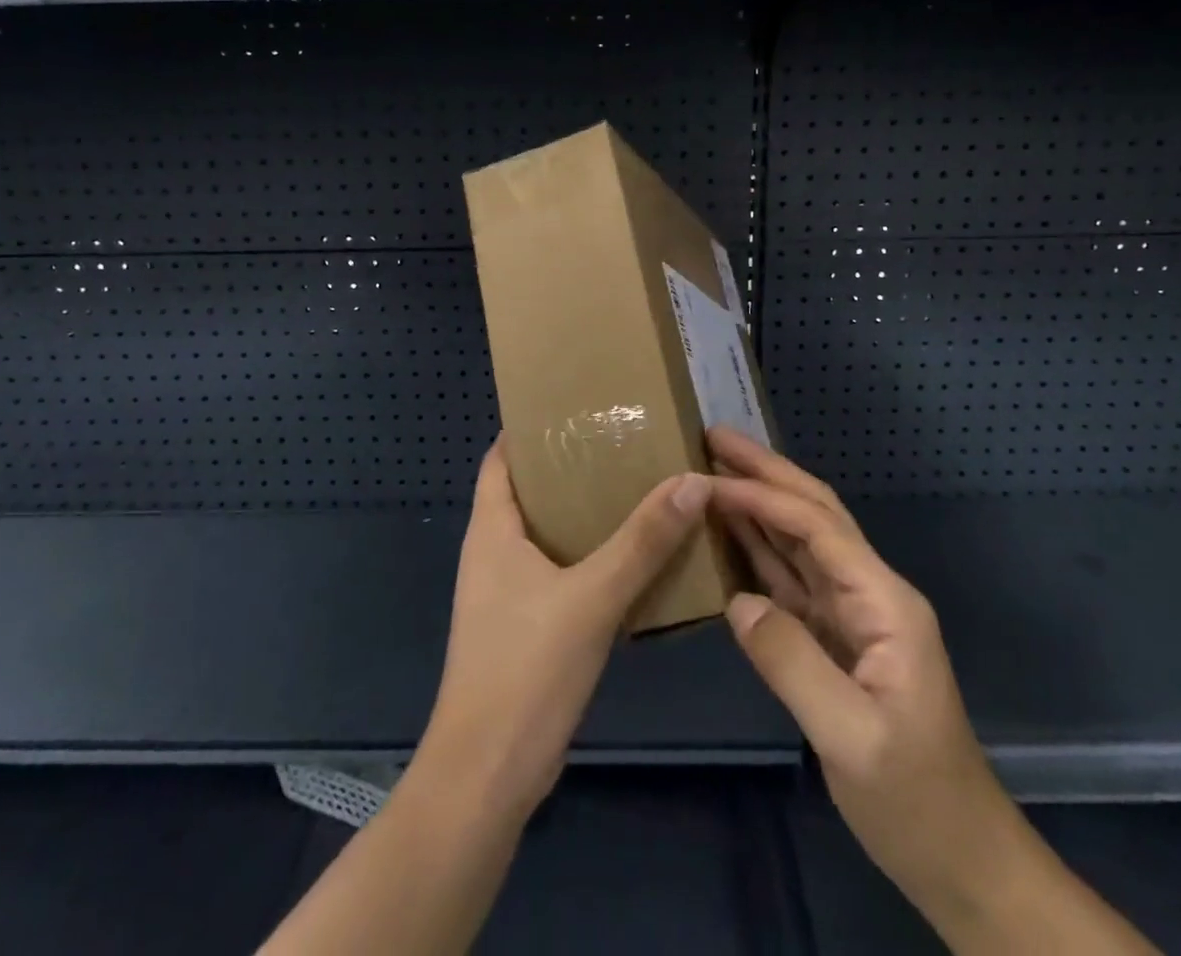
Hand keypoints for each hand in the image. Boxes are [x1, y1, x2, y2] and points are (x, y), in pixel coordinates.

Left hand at [420, 437, 710, 822]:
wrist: (488, 775)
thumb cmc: (526, 668)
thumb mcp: (591, 596)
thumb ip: (643, 540)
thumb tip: (692, 479)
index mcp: (491, 530)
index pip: (501, 458)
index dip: (531, 428)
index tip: (577, 405)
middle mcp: (493, 552)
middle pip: (529, 491)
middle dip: (571, 466)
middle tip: (623, 441)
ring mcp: (507, 592)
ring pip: (548, 533)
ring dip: (585, 513)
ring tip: (636, 486)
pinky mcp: (526, 626)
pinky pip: (559, 572)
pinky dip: (589, 556)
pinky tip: (632, 555)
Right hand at [706, 427, 1005, 903]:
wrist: (961, 859)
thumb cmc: (914, 800)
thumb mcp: (852, 738)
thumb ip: (792, 662)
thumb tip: (736, 601)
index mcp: (884, 602)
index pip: (817, 526)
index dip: (763, 495)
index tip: (709, 474)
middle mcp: (870, 593)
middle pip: (814, 513)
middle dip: (766, 472)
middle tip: (712, 437)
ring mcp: (853, 614)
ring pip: (801, 540)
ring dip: (759, 502)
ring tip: (713, 471)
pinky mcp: (836, 638)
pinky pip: (791, 579)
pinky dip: (758, 550)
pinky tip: (728, 535)